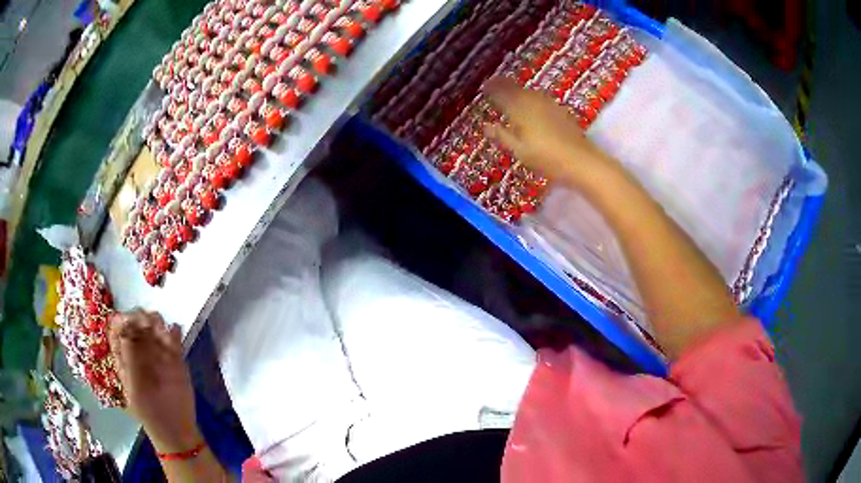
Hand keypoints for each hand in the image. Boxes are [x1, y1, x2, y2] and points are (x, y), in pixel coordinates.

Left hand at [109, 310, 200, 452]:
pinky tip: (175, 337)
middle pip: (135, 321)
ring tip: (165, 336)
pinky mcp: (175, 357)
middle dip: (141, 317)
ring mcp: (157, 352)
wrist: (176, 430)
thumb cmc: (150, 414)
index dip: (122, 320)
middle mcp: (138, 349)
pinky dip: (174, 330)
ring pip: (154, 324)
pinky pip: (173, 336)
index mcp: (124, 357)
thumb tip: (126, 331)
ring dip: (158, 323)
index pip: (117, 328)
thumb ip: (130, 362)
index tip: (132, 321)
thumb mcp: (135, 391)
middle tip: (151, 325)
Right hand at [483, 76, 621, 193]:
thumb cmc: (546, 157)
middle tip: (495, 85)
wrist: (580, 160)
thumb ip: (501, 136)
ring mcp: (548, 104)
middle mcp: (532, 101)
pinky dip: (531, 97)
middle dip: (504, 85)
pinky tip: (531, 103)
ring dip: (518, 90)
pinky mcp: (560, 110)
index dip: (491, 89)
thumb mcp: (519, 150)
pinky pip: (540, 98)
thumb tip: (486, 125)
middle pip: (515, 89)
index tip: (484, 87)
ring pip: (528, 92)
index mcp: (519, 109)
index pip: (501, 93)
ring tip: (510, 92)